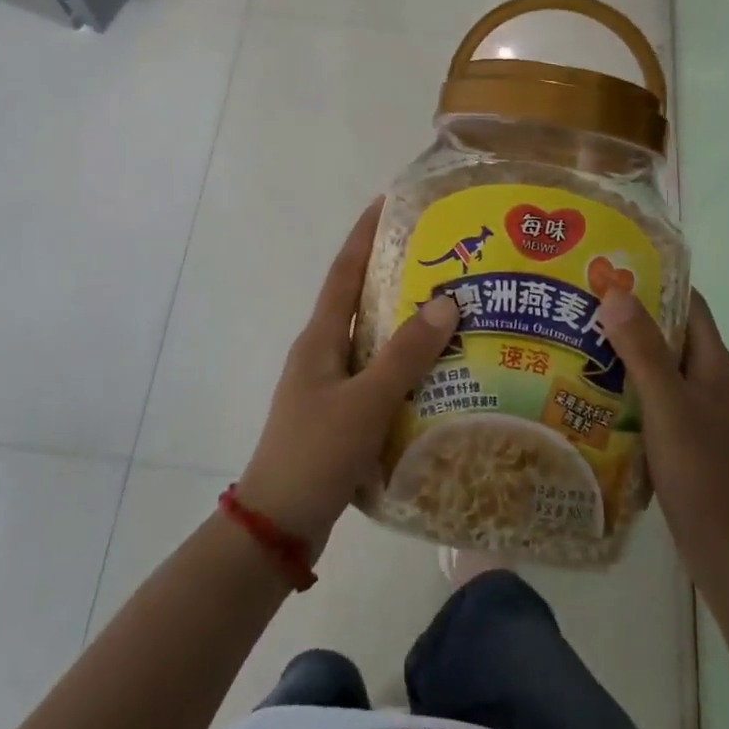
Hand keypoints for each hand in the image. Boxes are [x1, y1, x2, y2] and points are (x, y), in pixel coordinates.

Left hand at [236, 200, 459, 561]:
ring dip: (404, 324)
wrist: (277, 526)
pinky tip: (438, 374)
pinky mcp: (340, 415)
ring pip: (372, 341)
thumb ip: (406, 355)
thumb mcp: (365, 402)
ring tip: (451, 311)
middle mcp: (322, 353)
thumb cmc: (315, 454)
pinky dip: (404, 367)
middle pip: (360, 301)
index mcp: (319, 339)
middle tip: (441, 258)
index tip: (387, 202)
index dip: (364, 234)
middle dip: (394, 275)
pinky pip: (377, 376)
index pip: (344, 272)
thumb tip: (446, 301)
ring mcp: (329, 386)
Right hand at [598, 287, 728, 587]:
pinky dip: (620, 386)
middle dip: (626, 314)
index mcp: (713, 363)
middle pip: (666, 332)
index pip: (686, 303)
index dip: (653, 280)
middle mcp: (706, 379)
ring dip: (619, 351)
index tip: (608, 267)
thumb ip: (643, 350)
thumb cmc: (703, 473)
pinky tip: (585, 390)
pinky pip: (647, 396)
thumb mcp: (668, 406)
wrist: (728, 552)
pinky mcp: (680, 436)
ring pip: (654, 365)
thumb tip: (616, 291)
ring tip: (571, 338)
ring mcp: (694, 410)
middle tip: (576, 301)